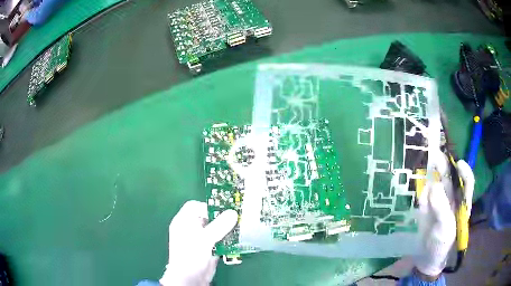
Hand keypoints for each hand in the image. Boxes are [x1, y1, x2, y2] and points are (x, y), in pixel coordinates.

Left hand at [159, 201, 237, 285]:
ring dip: (226, 229)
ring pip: (215, 228)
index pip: (195, 206)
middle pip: (207, 217)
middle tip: (235, 218)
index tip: (222, 211)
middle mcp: (191, 228)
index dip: (207, 206)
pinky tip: (236, 240)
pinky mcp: (208, 248)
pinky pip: (219, 239)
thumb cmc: (191, 255)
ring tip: (239, 228)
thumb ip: (219, 226)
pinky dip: (227, 239)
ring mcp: (200, 239)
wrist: (190, 279)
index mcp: (184, 222)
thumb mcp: (204, 239)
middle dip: (221, 217)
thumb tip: (233, 212)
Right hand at [414, 150, 474, 278]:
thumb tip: (434, 185)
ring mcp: (439, 201)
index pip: (466, 182)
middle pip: (450, 177)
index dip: (464, 171)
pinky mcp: (427, 206)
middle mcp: (452, 198)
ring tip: (424, 159)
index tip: (458, 164)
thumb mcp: (445, 229)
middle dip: (444, 165)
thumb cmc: (441, 245)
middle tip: (434, 154)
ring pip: (437, 181)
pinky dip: (422, 184)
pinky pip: (425, 191)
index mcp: (461, 203)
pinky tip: (417, 178)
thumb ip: (442, 208)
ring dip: (431, 171)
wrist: (425, 258)